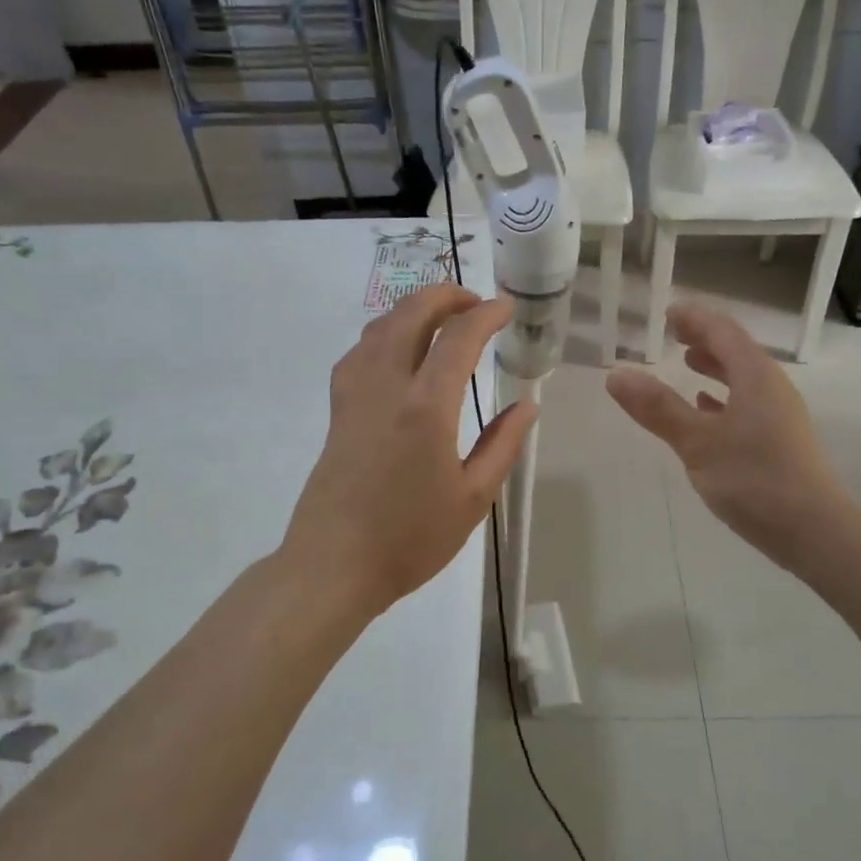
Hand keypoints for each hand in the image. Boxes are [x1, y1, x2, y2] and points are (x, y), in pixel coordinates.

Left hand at [281, 285, 537, 617]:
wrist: (334, 565)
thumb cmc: (410, 538)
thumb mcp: (472, 498)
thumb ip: (502, 445)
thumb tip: (527, 406)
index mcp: (426, 406)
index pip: (458, 337)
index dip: (486, 314)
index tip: (507, 308)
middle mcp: (386, 386)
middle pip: (410, 314)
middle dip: (445, 296)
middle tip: (475, 303)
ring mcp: (354, 394)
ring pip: (379, 327)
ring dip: (412, 309)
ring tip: (441, 319)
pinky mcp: (337, 410)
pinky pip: (360, 351)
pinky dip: (385, 334)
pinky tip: (398, 353)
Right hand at [607, 303, 846, 574]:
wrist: (813, 530)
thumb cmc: (754, 479)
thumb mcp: (697, 443)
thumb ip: (658, 409)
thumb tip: (616, 375)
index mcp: (755, 376)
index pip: (723, 331)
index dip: (695, 319)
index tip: (668, 312)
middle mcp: (772, 387)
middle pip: (736, 351)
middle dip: (705, 340)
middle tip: (674, 335)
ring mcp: (780, 415)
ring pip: (743, 379)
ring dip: (715, 367)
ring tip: (687, 365)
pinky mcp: (780, 441)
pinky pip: (748, 404)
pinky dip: (724, 398)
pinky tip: (707, 411)